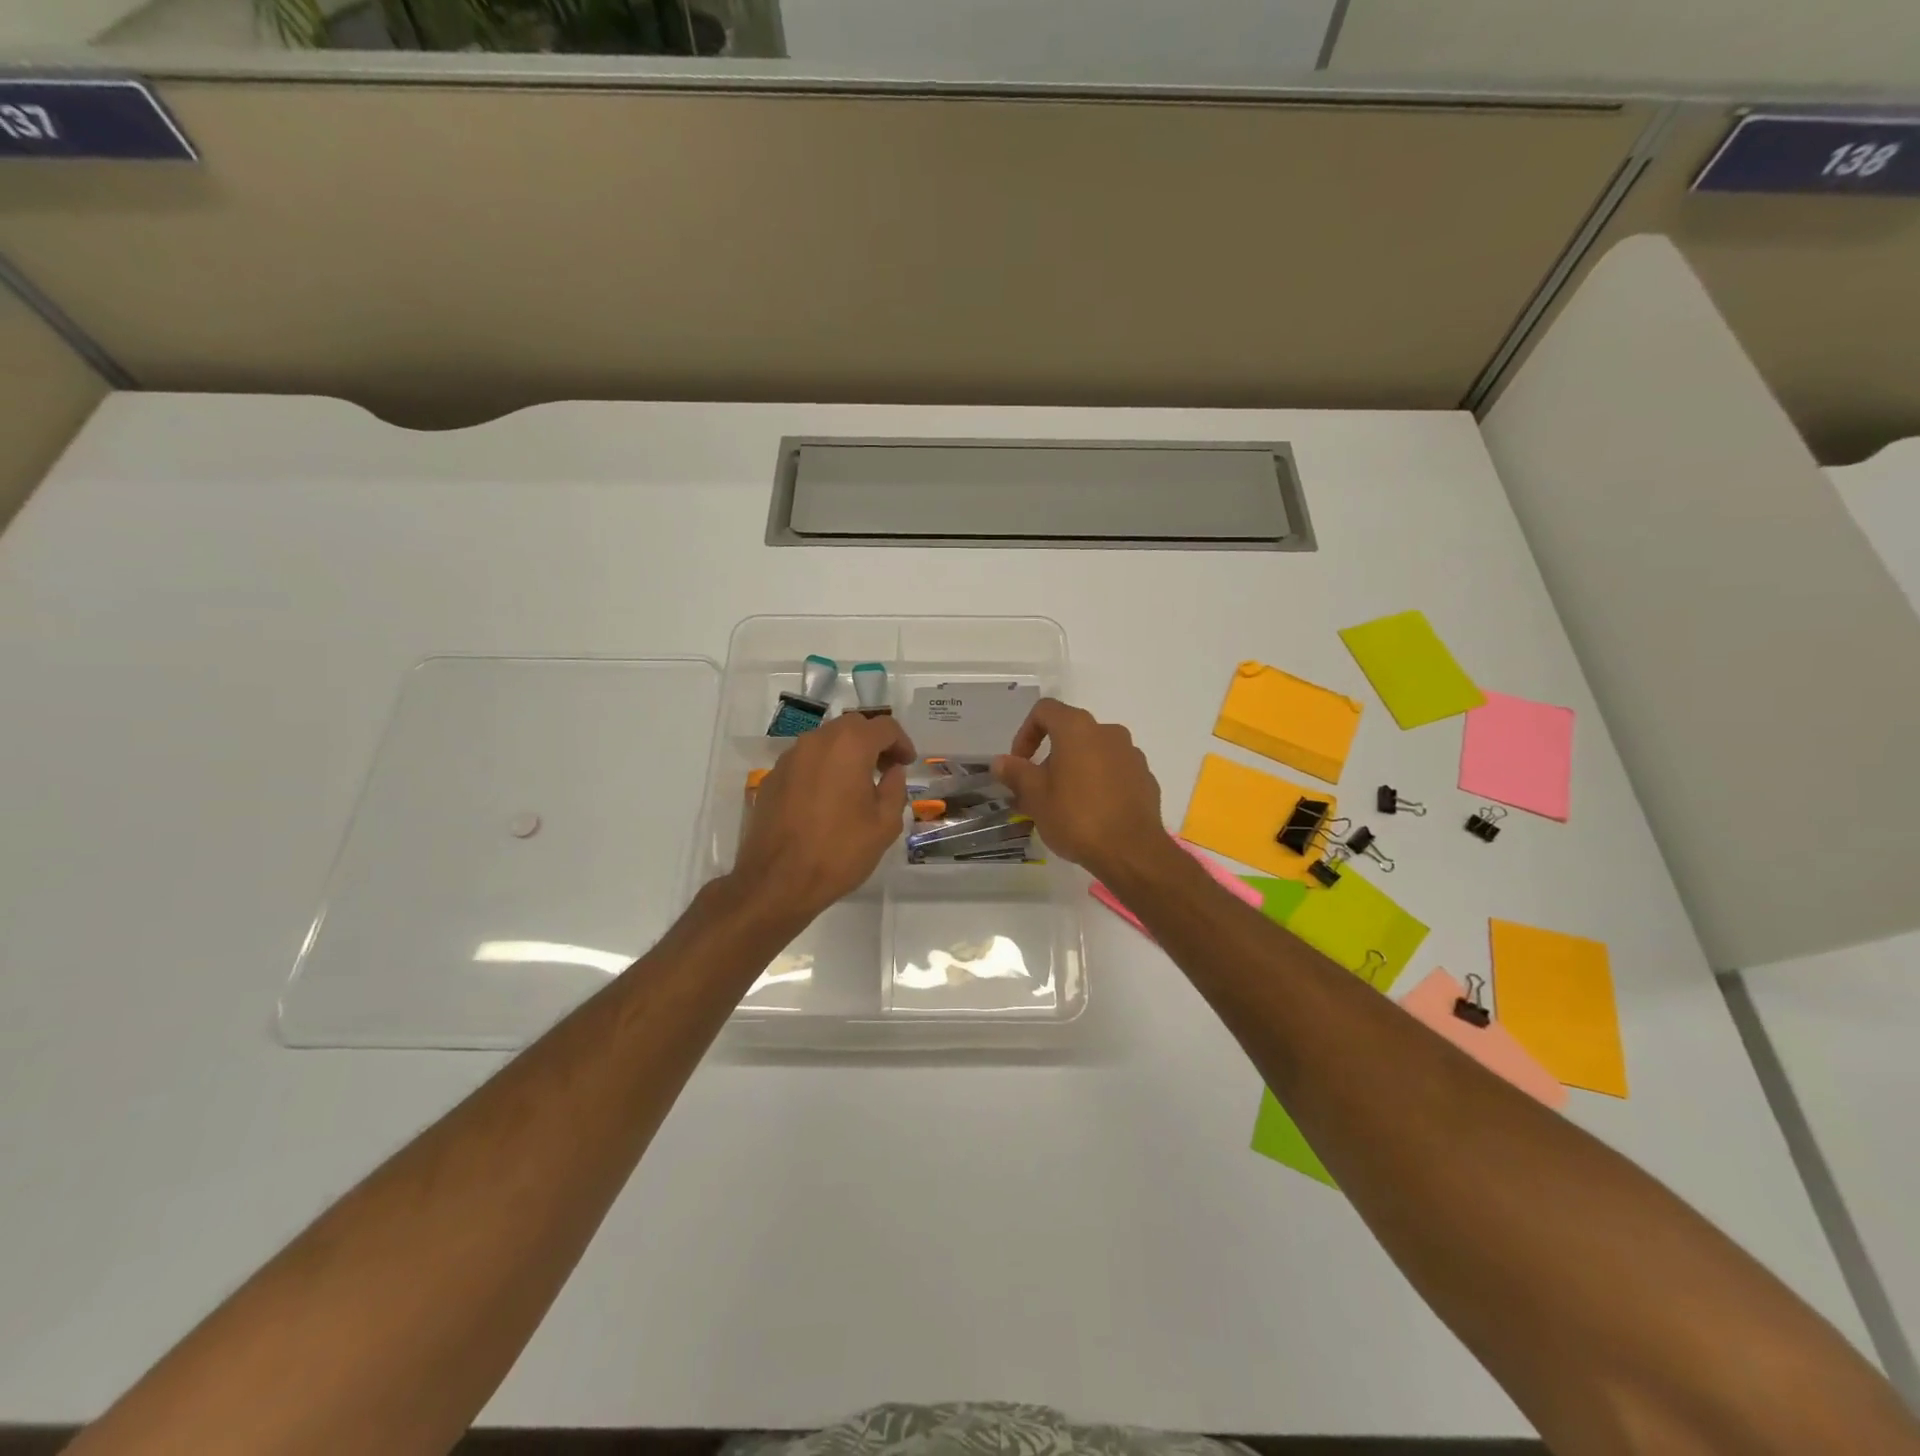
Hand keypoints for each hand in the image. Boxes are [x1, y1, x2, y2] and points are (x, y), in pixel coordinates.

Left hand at [731, 712, 915, 923]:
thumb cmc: (839, 851)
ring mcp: (789, 758)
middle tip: (887, 769)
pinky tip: (828, 799)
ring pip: (826, 741)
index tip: (908, 763)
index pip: (884, 727)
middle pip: (852, 727)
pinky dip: (823, 769)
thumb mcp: (885, 824)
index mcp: (849, 746)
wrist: (777, 882)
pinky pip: (805, 761)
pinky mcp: (772, 778)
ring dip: (846, 753)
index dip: (902, 742)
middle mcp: (817, 741)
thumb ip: (895, 789)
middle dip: (873, 742)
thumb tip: (893, 772)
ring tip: (858, 784)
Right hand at [993, 699, 1169, 881]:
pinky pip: (1114, 772)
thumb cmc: (1076, 817)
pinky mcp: (1145, 778)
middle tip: (1037, 790)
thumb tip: (1000, 761)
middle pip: (1071, 733)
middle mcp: (1108, 732)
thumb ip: (1015, 773)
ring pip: (1094, 753)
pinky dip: (1099, 783)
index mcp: (1078, 729)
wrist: (1131, 851)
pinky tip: (1092, 813)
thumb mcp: (1035, 796)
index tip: (1019, 763)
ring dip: (1075, 770)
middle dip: (1049, 757)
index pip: (1045, 711)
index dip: (1025, 733)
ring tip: (1064, 804)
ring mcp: (1131, 754)